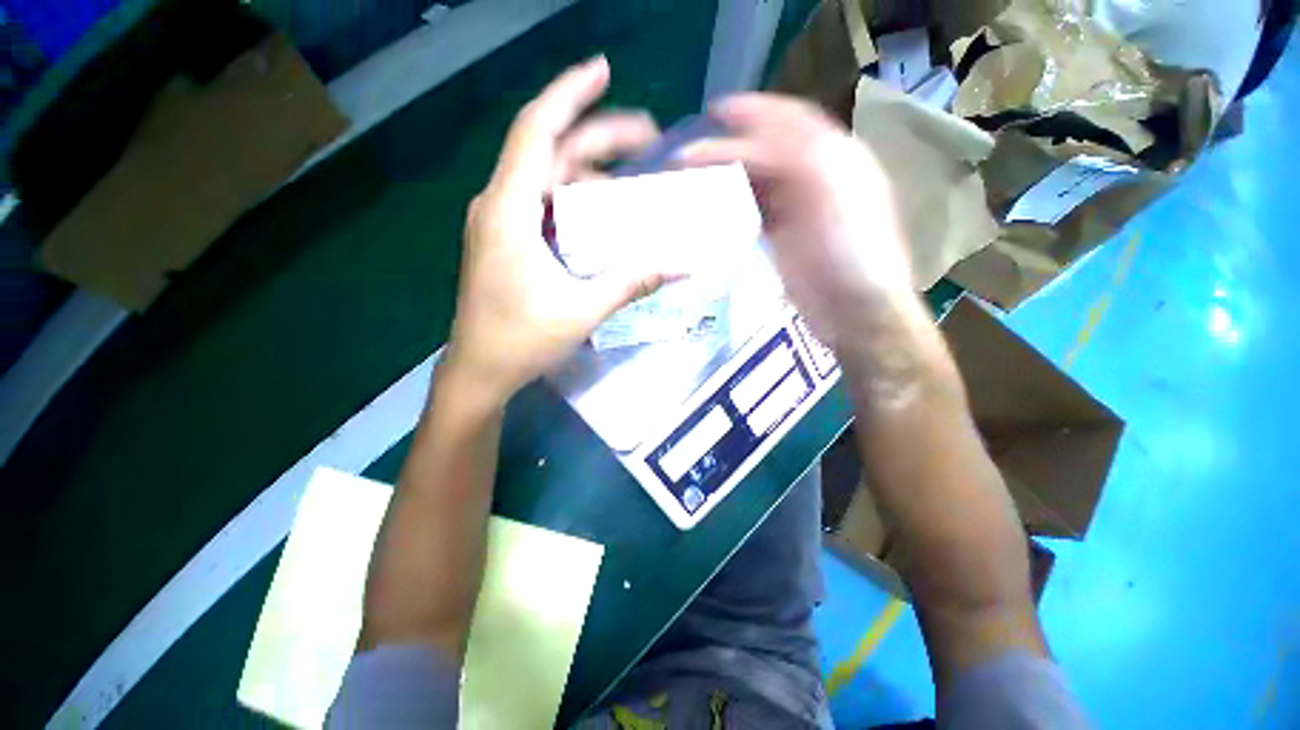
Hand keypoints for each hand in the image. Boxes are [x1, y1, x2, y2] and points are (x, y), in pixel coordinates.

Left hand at [446, 57, 669, 404]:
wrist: (481, 372)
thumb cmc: (521, 340)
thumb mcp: (583, 310)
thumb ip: (632, 283)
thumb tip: (682, 267)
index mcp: (509, 211)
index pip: (537, 130)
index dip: (569, 94)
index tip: (603, 71)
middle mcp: (501, 206)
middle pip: (551, 153)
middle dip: (598, 138)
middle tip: (647, 138)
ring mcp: (503, 224)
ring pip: (550, 182)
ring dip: (591, 175)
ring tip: (635, 179)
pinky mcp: (510, 243)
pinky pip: (548, 208)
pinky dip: (578, 204)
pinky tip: (607, 217)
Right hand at [680, 94, 916, 350]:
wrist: (853, 309)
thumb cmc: (854, 252)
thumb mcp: (840, 194)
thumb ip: (806, 157)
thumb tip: (762, 140)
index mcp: (834, 158)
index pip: (789, 123)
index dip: (754, 113)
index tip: (715, 112)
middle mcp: (813, 177)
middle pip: (766, 149)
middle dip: (730, 145)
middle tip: (690, 151)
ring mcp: (794, 208)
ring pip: (754, 180)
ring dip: (725, 174)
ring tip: (693, 175)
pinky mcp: (779, 237)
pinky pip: (750, 210)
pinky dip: (729, 203)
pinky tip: (709, 204)